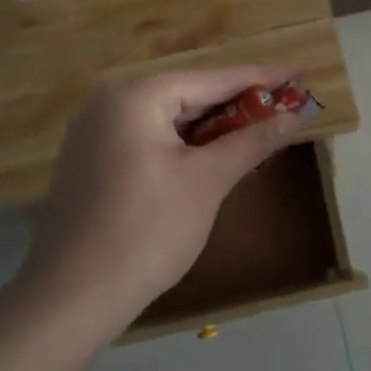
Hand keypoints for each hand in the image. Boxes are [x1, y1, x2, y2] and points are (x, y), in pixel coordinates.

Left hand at [21, 68, 302, 328]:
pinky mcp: (91, 163)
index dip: (262, 77)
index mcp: (136, 97)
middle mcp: (109, 103)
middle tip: (285, 105)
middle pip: (188, 95)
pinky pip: (149, 139)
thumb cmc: (146, 232)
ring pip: (169, 119)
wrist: (70, 300)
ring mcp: (94, 134)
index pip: (213, 79)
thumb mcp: (207, 181)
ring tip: (258, 129)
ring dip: (213, 127)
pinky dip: (184, 145)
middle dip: (238, 104)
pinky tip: (212, 156)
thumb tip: (295, 115)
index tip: (301, 70)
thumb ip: (252, 141)